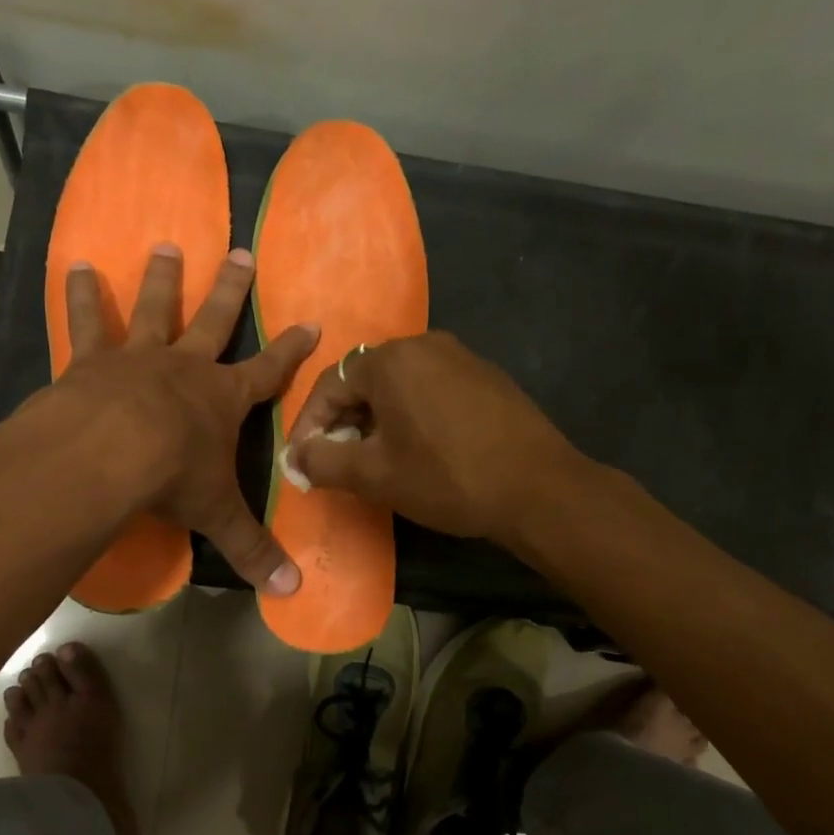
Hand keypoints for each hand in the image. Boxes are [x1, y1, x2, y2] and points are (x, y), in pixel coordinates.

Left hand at [53, 243, 316, 593]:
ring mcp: (138, 357)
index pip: (269, 372)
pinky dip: (82, 294)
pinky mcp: (93, 360)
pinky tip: (75, 265)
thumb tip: (291, 591)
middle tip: (240, 251)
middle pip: (215, 320)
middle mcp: (185, 367)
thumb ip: (251, 549)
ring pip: (155, 308)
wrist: (109, 452)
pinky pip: (88, 321)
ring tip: (166, 245)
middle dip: (231, 289)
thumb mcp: (217, 515)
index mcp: (222, 399)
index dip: (291, 350)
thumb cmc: (171, 477)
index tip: (310, 324)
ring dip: (163, 278)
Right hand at [285, 330, 581, 543]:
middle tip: (335, 461)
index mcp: (391, 360)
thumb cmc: (446, 477)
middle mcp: (425, 345)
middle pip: (365, 380)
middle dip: (342, 421)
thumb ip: (323, 460)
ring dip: (376, 419)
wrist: (539, 489)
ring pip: (399, 385)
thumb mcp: (374, 475)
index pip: (330, 384)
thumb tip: (294, 456)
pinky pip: (430, 390)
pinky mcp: (486, 378)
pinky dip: (410, 415)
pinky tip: (417, 449)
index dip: (308, 425)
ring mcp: (461, 358)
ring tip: (373, 458)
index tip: (302, 460)